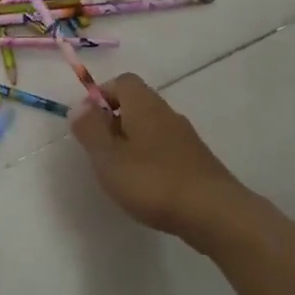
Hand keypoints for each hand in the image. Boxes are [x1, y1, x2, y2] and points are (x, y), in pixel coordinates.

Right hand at [69, 73, 244, 242]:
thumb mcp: (108, 157)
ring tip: (119, 173)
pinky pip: (165, 149)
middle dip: (114, 122)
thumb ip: (90, 130)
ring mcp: (186, 137)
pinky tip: (146, 187)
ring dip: (132, 143)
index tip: (87, 123)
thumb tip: (80, 106)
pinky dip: (150, 159)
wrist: (213, 212)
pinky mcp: (196, 160)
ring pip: (151, 128)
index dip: (101, 96)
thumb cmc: (153, 182)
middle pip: (136, 104)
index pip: (122, 82)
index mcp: (144, 105)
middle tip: (100, 152)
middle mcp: (167, 113)